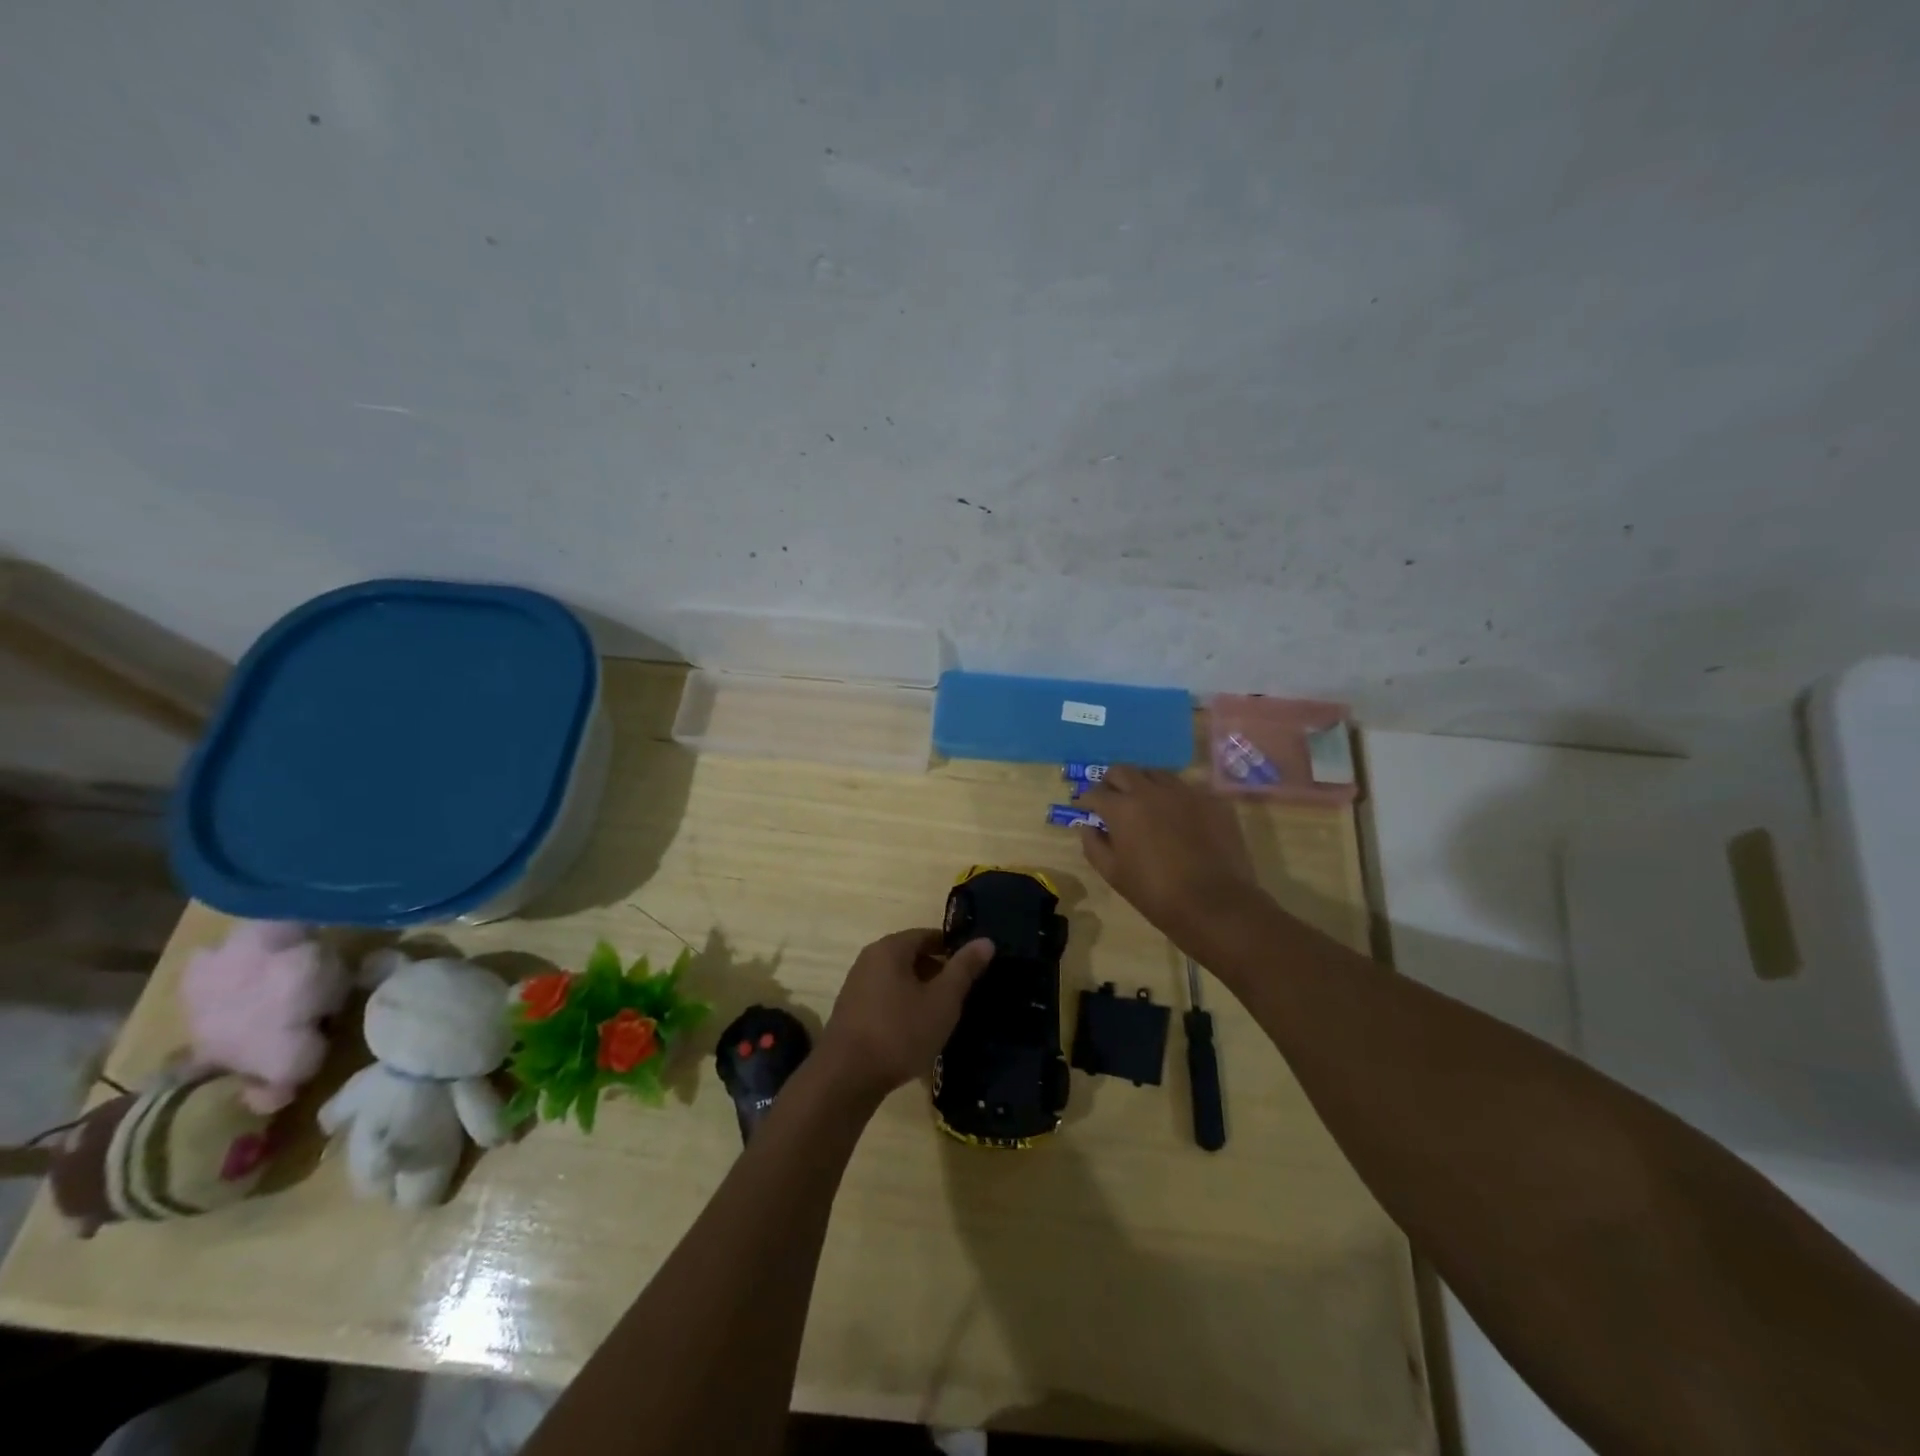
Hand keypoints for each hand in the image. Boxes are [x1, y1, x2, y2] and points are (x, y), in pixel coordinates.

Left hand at [817, 929, 995, 1102]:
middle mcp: (869, 959)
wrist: (846, 1077)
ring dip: (920, 991)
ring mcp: (856, 986)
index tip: (972, 968)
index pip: (928, 935)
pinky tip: (915, 1030)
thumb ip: (964, 969)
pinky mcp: (851, 1011)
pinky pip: (885, 998)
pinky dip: (903, 1006)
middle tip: (961, 994)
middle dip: (937, 971)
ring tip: (942, 1014)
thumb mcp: (942, 1000)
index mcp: (890, 948)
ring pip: (898, 979)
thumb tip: (985, 941)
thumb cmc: (900, 1032)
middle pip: (911, 956)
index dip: (953, 949)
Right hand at [1079, 767, 1262, 939]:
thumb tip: (1089, 826)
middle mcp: (1152, 790)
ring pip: (1156, 774)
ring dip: (1143, 784)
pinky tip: (1177, 816)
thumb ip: (1094, 845)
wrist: (1215, 904)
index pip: (1095, 792)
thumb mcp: (1113, 874)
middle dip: (1111, 782)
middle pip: (1123, 771)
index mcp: (1123, 808)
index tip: (1083, 807)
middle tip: (1111, 799)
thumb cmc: (1156, 893)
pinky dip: (1174, 797)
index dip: (1085, 800)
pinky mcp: (1211, 800)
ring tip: (1144, 803)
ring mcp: (1185, 791)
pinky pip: (1186, 789)